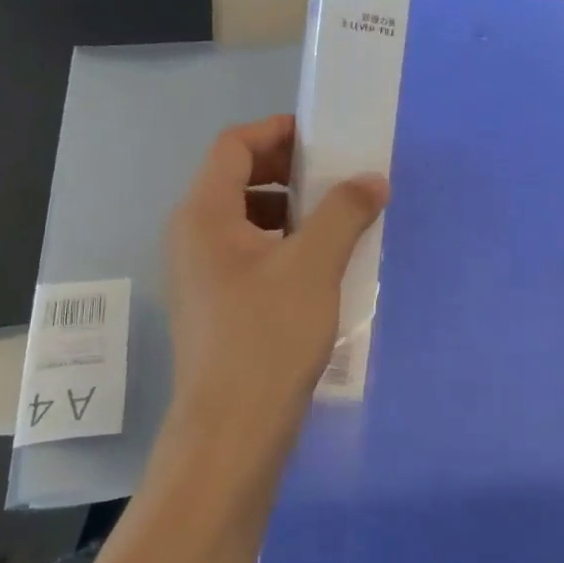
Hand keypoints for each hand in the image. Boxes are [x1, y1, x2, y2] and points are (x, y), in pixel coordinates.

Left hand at [166, 115, 387, 462]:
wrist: (232, 430)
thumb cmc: (268, 337)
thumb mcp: (314, 265)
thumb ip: (344, 212)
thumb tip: (372, 179)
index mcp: (204, 215)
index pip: (233, 146)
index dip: (277, 131)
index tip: (323, 137)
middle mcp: (192, 237)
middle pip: (236, 179)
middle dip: (288, 170)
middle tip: (337, 176)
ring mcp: (200, 274)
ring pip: (244, 219)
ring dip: (289, 208)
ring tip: (336, 220)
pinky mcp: (215, 305)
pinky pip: (248, 252)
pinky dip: (283, 243)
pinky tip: (319, 265)